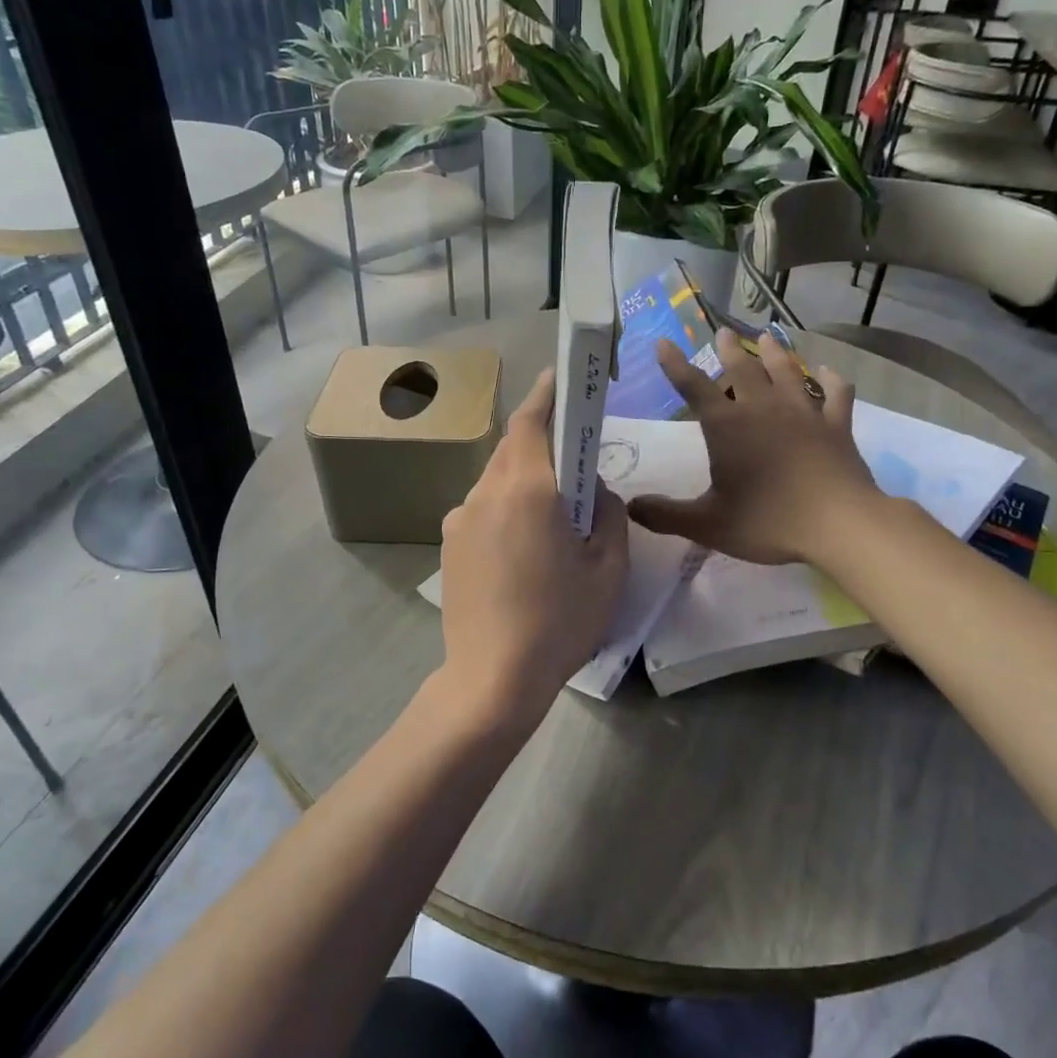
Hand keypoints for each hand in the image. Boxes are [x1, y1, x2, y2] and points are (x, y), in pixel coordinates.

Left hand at [436, 369, 629, 733]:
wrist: (491, 679)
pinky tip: (524, 552)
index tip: (562, 378)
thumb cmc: (559, 622)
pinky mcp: (448, 546)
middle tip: (574, 462)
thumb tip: (593, 490)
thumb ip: (607, 512)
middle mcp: (484, 493)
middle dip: (541, 443)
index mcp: (526, 489)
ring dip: (525, 481)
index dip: (546, 394)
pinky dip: (507, 510)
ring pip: (497, 480)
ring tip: (553, 519)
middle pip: (512, 448)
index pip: (531, 421)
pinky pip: (483, 510)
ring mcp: (459, 519)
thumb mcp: (608, 567)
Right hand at [629, 329, 873, 565]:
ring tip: (766, 337)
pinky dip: (831, 380)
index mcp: (728, 428)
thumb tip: (630, 507)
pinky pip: (835, 394)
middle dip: (729, 350)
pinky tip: (827, 372)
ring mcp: (804, 414)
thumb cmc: (768, 522)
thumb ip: (666, 515)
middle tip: (722, 332)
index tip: (664, 343)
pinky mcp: (837, 426)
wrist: (839, 524)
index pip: (694, 388)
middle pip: (743, 370)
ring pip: (787, 372)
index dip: (676, 365)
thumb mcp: (708, 525)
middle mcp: (763, 409)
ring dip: (774, 354)